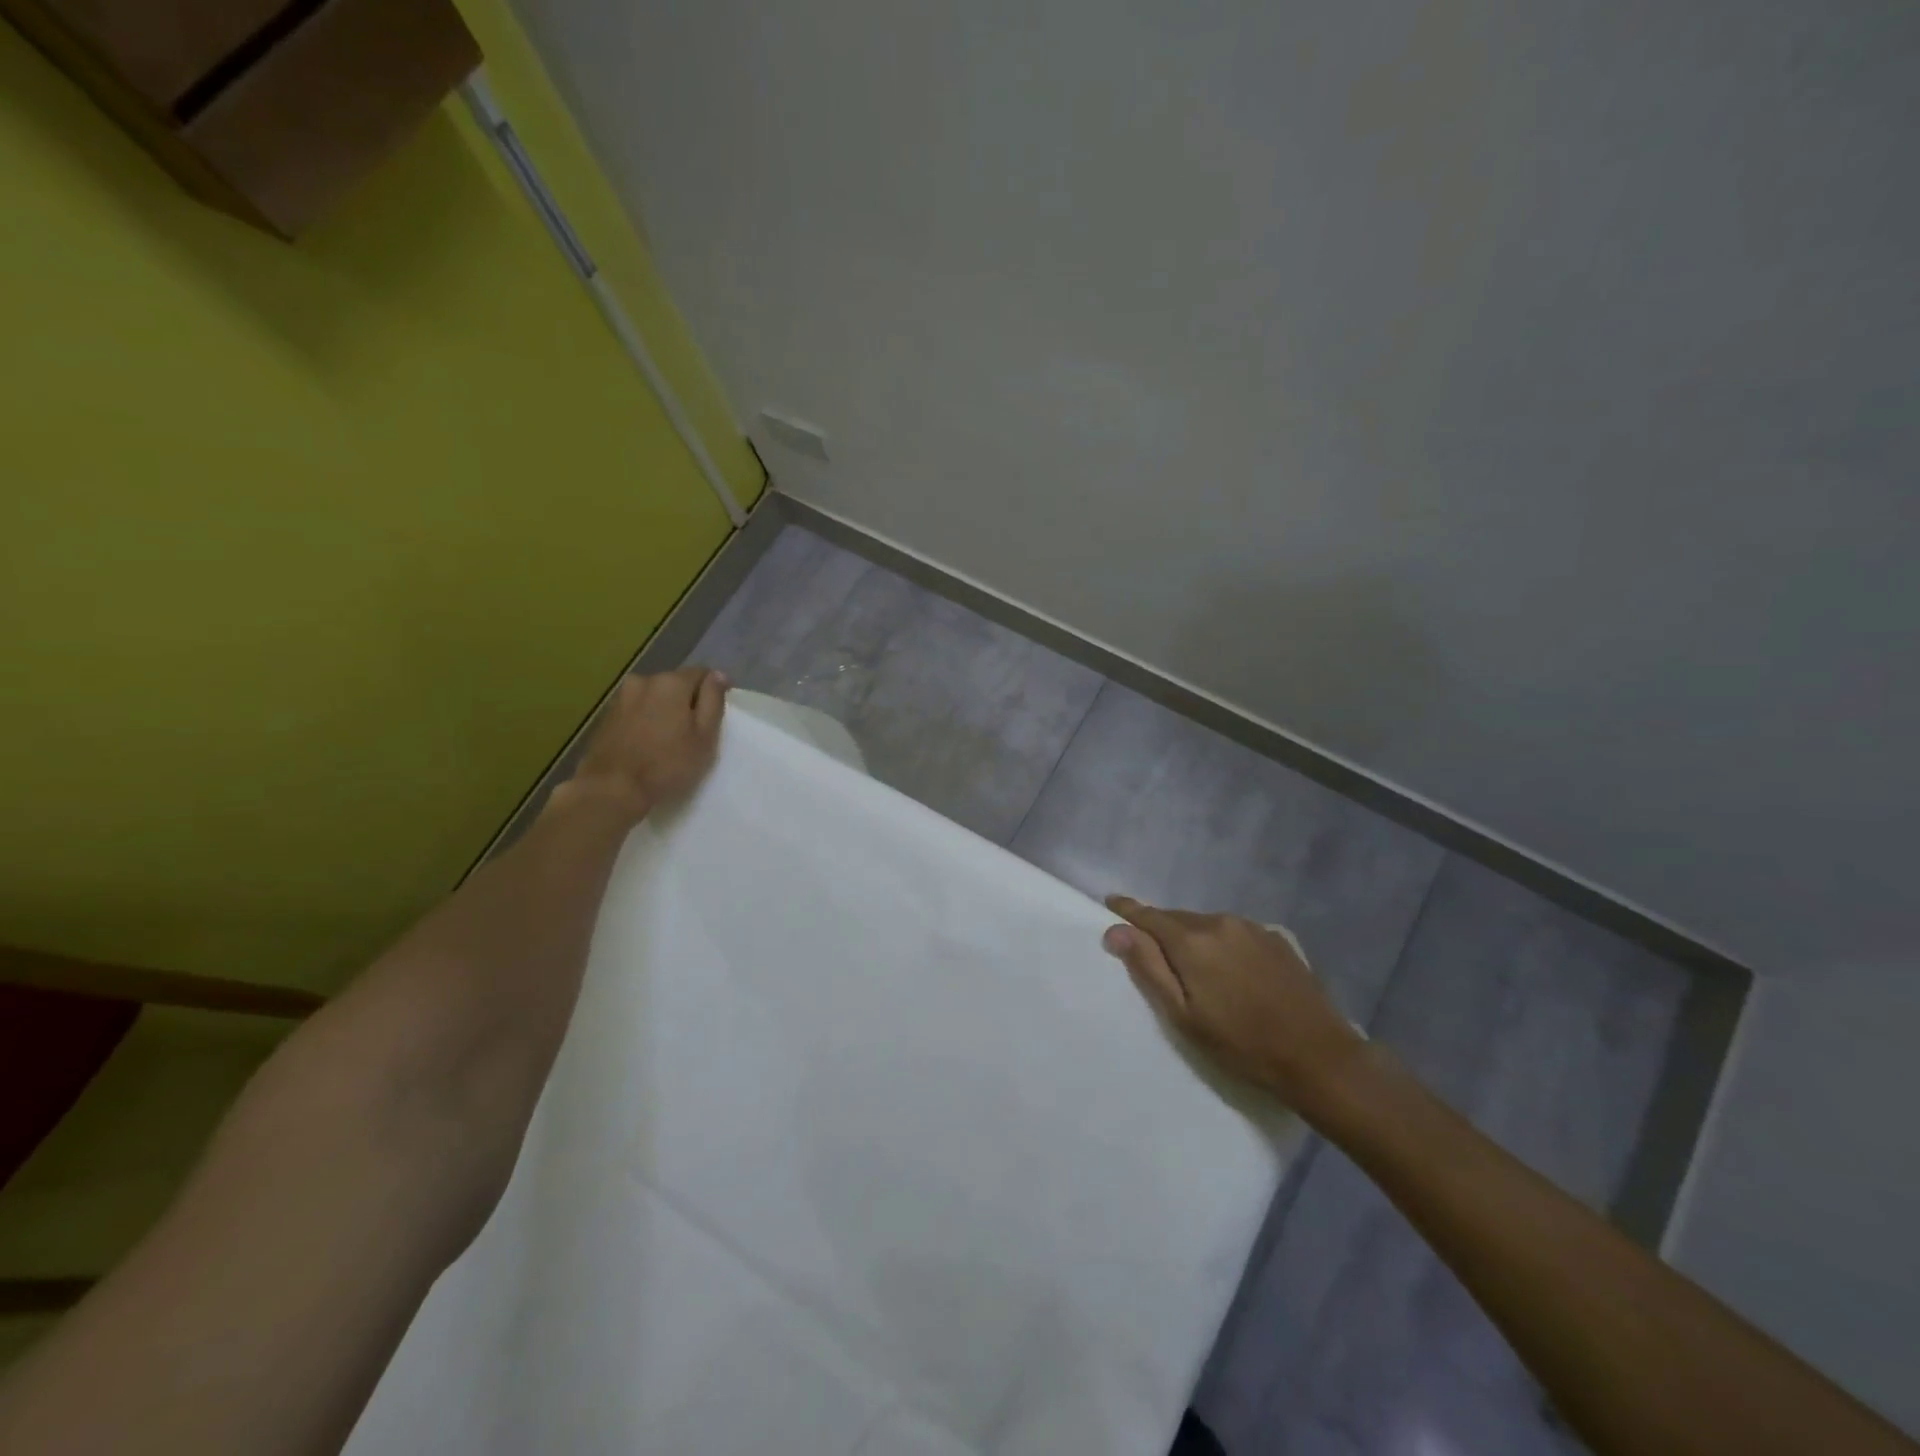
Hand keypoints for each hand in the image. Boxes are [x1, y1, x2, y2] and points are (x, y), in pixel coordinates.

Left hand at [566, 667, 728, 818]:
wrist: (611, 789)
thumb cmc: (667, 764)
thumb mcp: (705, 736)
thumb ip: (713, 700)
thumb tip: (718, 675)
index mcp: (671, 682)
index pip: (701, 673)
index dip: (713, 691)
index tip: (716, 715)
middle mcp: (643, 681)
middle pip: (675, 684)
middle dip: (686, 701)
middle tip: (694, 732)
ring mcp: (620, 698)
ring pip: (653, 698)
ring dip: (664, 711)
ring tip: (669, 739)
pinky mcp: (606, 717)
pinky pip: (635, 711)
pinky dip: (645, 721)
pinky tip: (647, 744)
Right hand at [1102, 896, 1366, 1107]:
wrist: (1319, 1058)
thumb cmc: (1241, 1044)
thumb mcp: (1184, 1016)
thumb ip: (1148, 968)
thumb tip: (1116, 931)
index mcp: (1192, 941)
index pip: (1148, 916)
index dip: (1127, 910)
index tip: (1110, 902)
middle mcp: (1220, 922)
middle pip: (1177, 918)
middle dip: (1160, 929)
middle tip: (1148, 948)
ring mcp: (1252, 928)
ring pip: (1206, 924)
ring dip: (1192, 937)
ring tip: (1191, 965)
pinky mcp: (1277, 939)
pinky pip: (1234, 932)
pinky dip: (1221, 942)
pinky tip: (1229, 968)